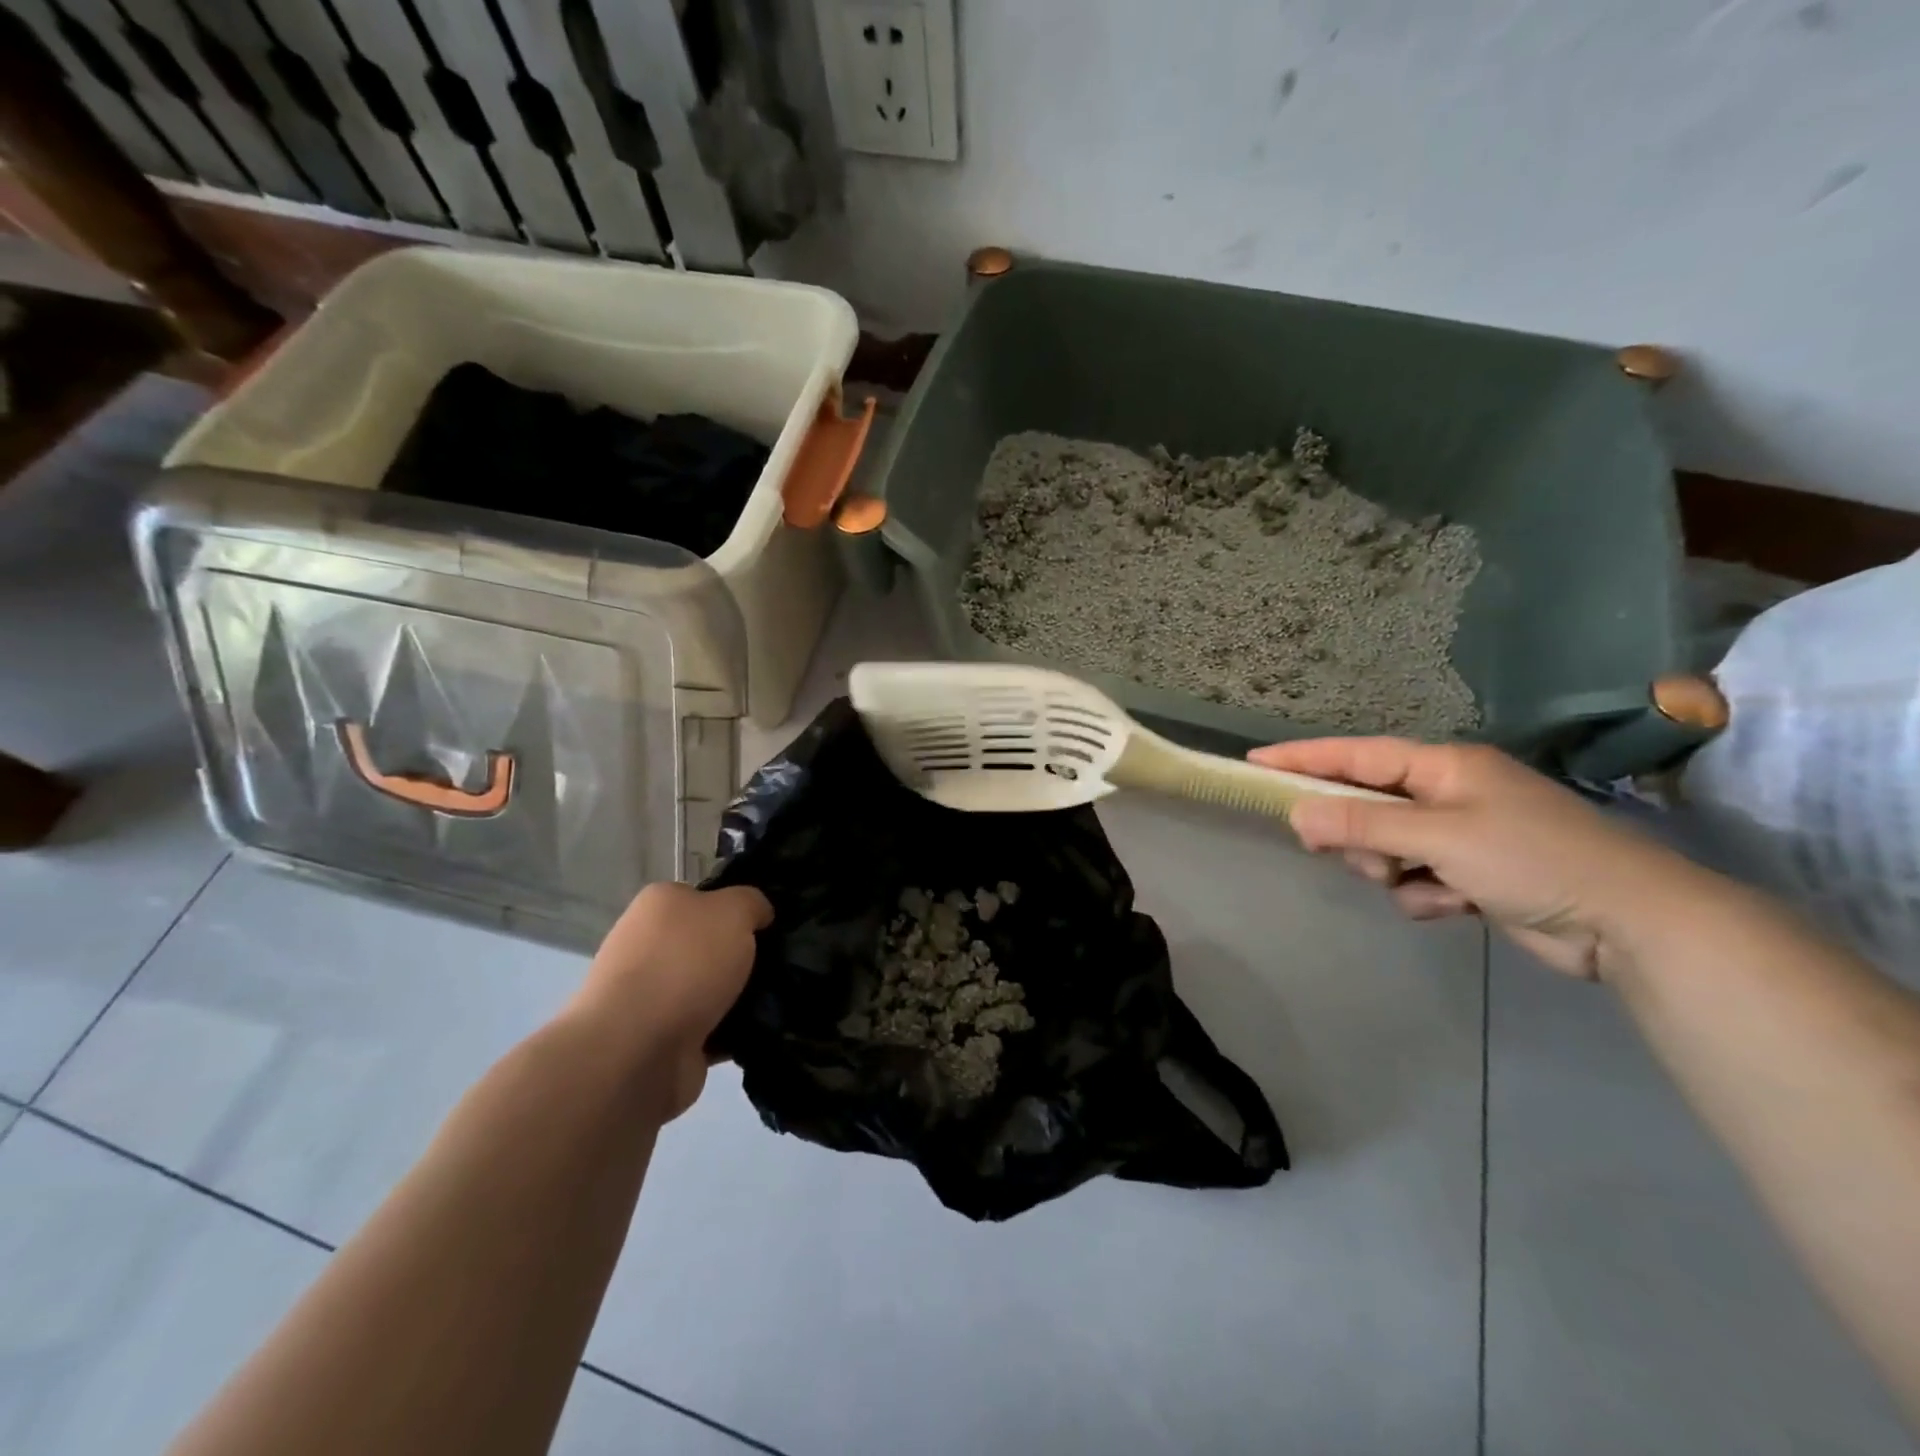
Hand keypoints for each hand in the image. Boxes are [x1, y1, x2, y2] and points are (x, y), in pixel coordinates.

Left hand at [569, 882, 771, 1118]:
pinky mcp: (661, 1037)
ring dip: (740, 995)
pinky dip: (731, 1030)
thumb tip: (759, 914)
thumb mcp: (733, 910)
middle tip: (780, 963)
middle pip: (710, 944)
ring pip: (711, 986)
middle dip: (743, 955)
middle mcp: (649, 944)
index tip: (770, 926)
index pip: (707, 898)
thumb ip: (752, 903)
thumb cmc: (685, 964)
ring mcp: (652, 994)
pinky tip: (760, 1031)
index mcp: (659, 905)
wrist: (636, 1051)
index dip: (740, 909)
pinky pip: (710, 1027)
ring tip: (776, 1000)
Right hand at [1249, 738, 1702, 980]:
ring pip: (1384, 847)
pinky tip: (1452, 906)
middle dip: (1355, 834)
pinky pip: (1413, 879)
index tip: (1255, 763)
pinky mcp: (1470, 876)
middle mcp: (1447, 794)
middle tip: (1343, 854)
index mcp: (1444, 767)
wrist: (1631, 924)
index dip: (1304, 758)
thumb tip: (1295, 815)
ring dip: (1389, 870)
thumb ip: (1363, 823)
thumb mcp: (1439, 836)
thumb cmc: (1533, 859)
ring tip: (1421, 884)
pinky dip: (1422, 894)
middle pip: (1365, 805)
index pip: (1356, 755)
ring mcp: (1460, 836)